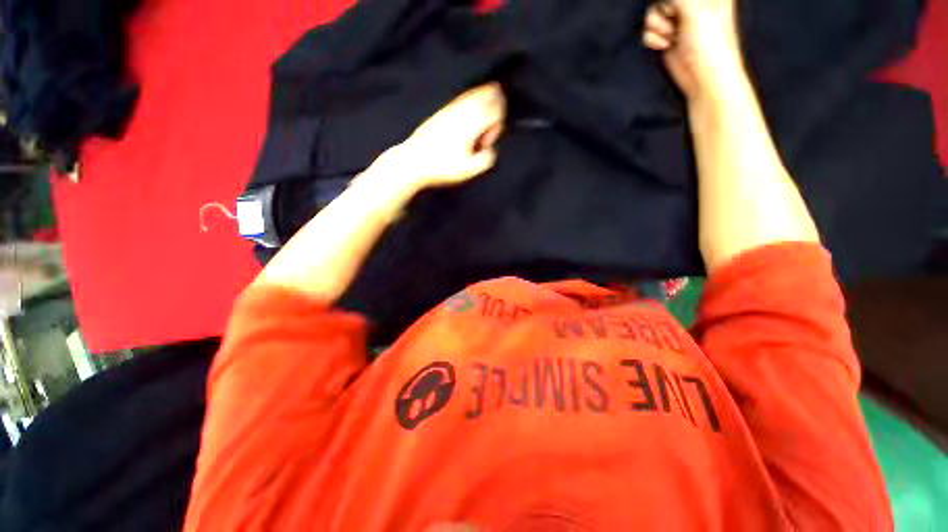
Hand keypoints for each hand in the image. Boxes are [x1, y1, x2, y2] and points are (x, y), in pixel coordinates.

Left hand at [396, 83, 505, 190]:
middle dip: (494, 107)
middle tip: (490, 125)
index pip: (496, 110)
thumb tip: (490, 149)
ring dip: (483, 103)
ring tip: (482, 118)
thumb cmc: (441, 167)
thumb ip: (486, 159)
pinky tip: (468, 116)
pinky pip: (461, 99)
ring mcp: (450, 109)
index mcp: (471, 123)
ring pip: (474, 94)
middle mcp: (462, 111)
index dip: (498, 125)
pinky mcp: (441, 112)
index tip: (487, 142)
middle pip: (487, 94)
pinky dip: (470, 103)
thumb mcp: (469, 170)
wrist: (413, 161)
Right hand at [642, 0, 744, 100]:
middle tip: (676, 22)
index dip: (672, 0)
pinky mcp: (667, 35)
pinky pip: (649, 29)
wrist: (702, 77)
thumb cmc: (708, 42)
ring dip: (657, 26)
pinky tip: (665, 44)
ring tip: (672, 36)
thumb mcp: (694, 9)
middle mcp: (694, 2)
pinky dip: (653, 38)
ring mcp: (679, 18)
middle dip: (663, 10)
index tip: (679, 8)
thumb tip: (661, 0)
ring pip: (653, 11)